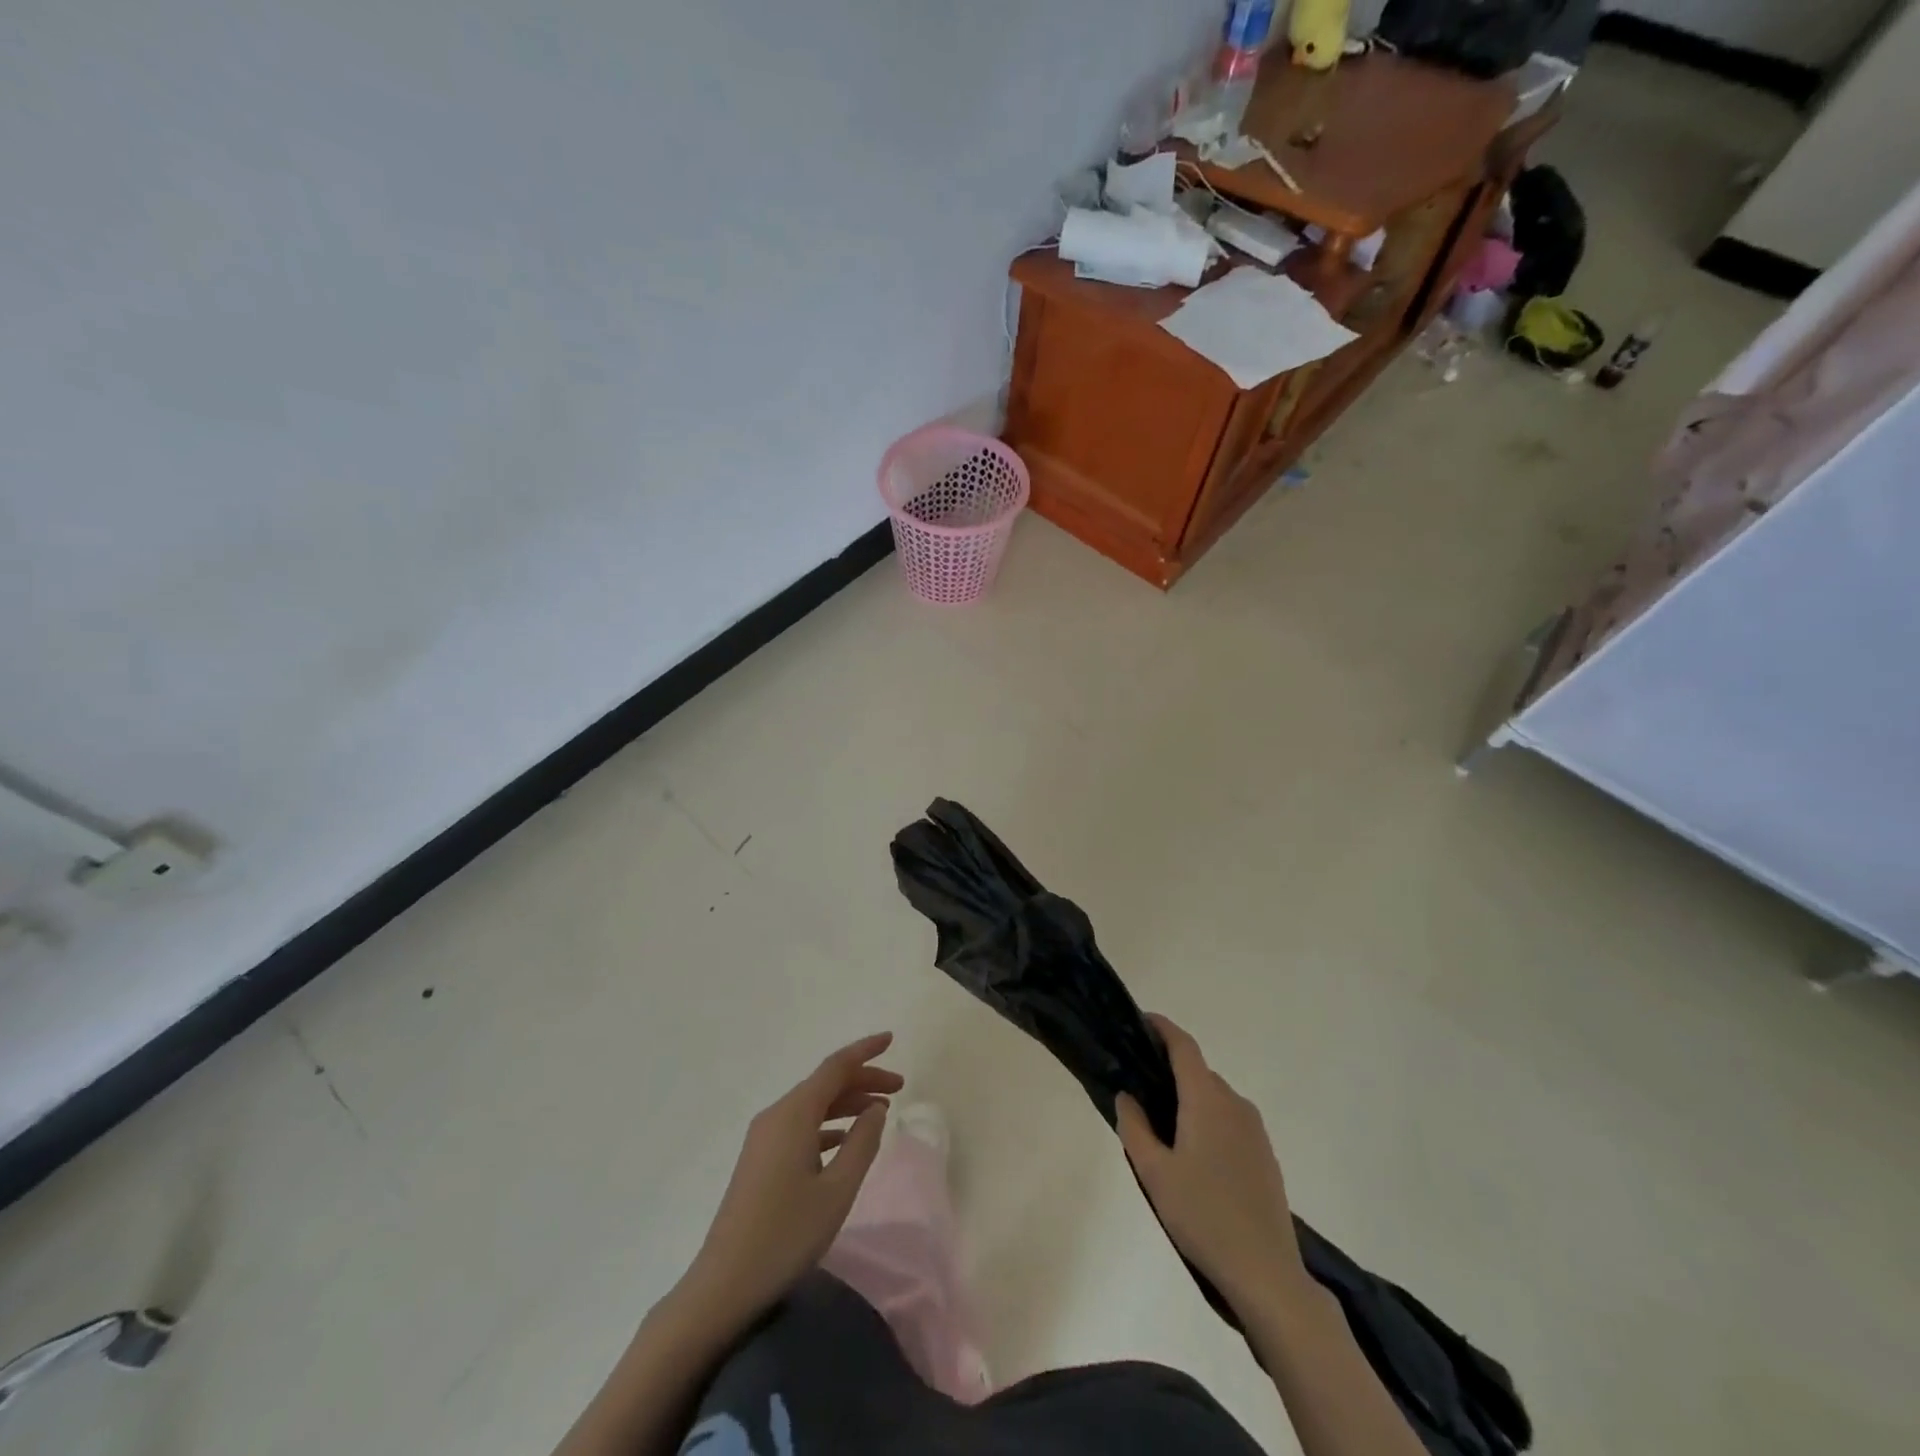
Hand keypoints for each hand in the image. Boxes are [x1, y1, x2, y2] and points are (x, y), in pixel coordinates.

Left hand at [675, 1032, 902, 1332]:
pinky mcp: (760, 1159)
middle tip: (899, 1086)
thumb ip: (863, 1142)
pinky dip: (829, 1124)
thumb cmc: (787, 1235)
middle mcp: (777, 1115)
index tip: (892, 1039)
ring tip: (880, 1111)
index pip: (836, 1066)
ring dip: (847, 1103)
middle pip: (825, 1083)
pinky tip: (846, 1141)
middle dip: (863, 1079)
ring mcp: (764, 1137)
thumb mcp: (838, 1190)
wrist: (724, 1284)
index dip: (865, 1050)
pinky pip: (801, 1125)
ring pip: (813, 1104)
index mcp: (794, 1114)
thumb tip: (876, 1107)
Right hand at [1117, 1014, 1310, 1315]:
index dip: (1162, 1028)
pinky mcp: (1265, 1156)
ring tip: (1162, 1127)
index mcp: (1207, 1099)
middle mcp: (1234, 1104)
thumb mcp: (1154, 1173)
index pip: (1183, 1046)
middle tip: (1139, 1088)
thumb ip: (1134, 1126)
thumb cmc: (1202, 1216)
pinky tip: (1194, 1157)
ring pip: (1215, 1098)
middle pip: (1198, 1072)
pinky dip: (1208, 1121)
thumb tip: (1127, 1095)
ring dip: (1190, 1099)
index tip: (1141, 1021)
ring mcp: (1255, 1130)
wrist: (1266, 1273)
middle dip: (1170, 1071)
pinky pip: (1230, 1121)